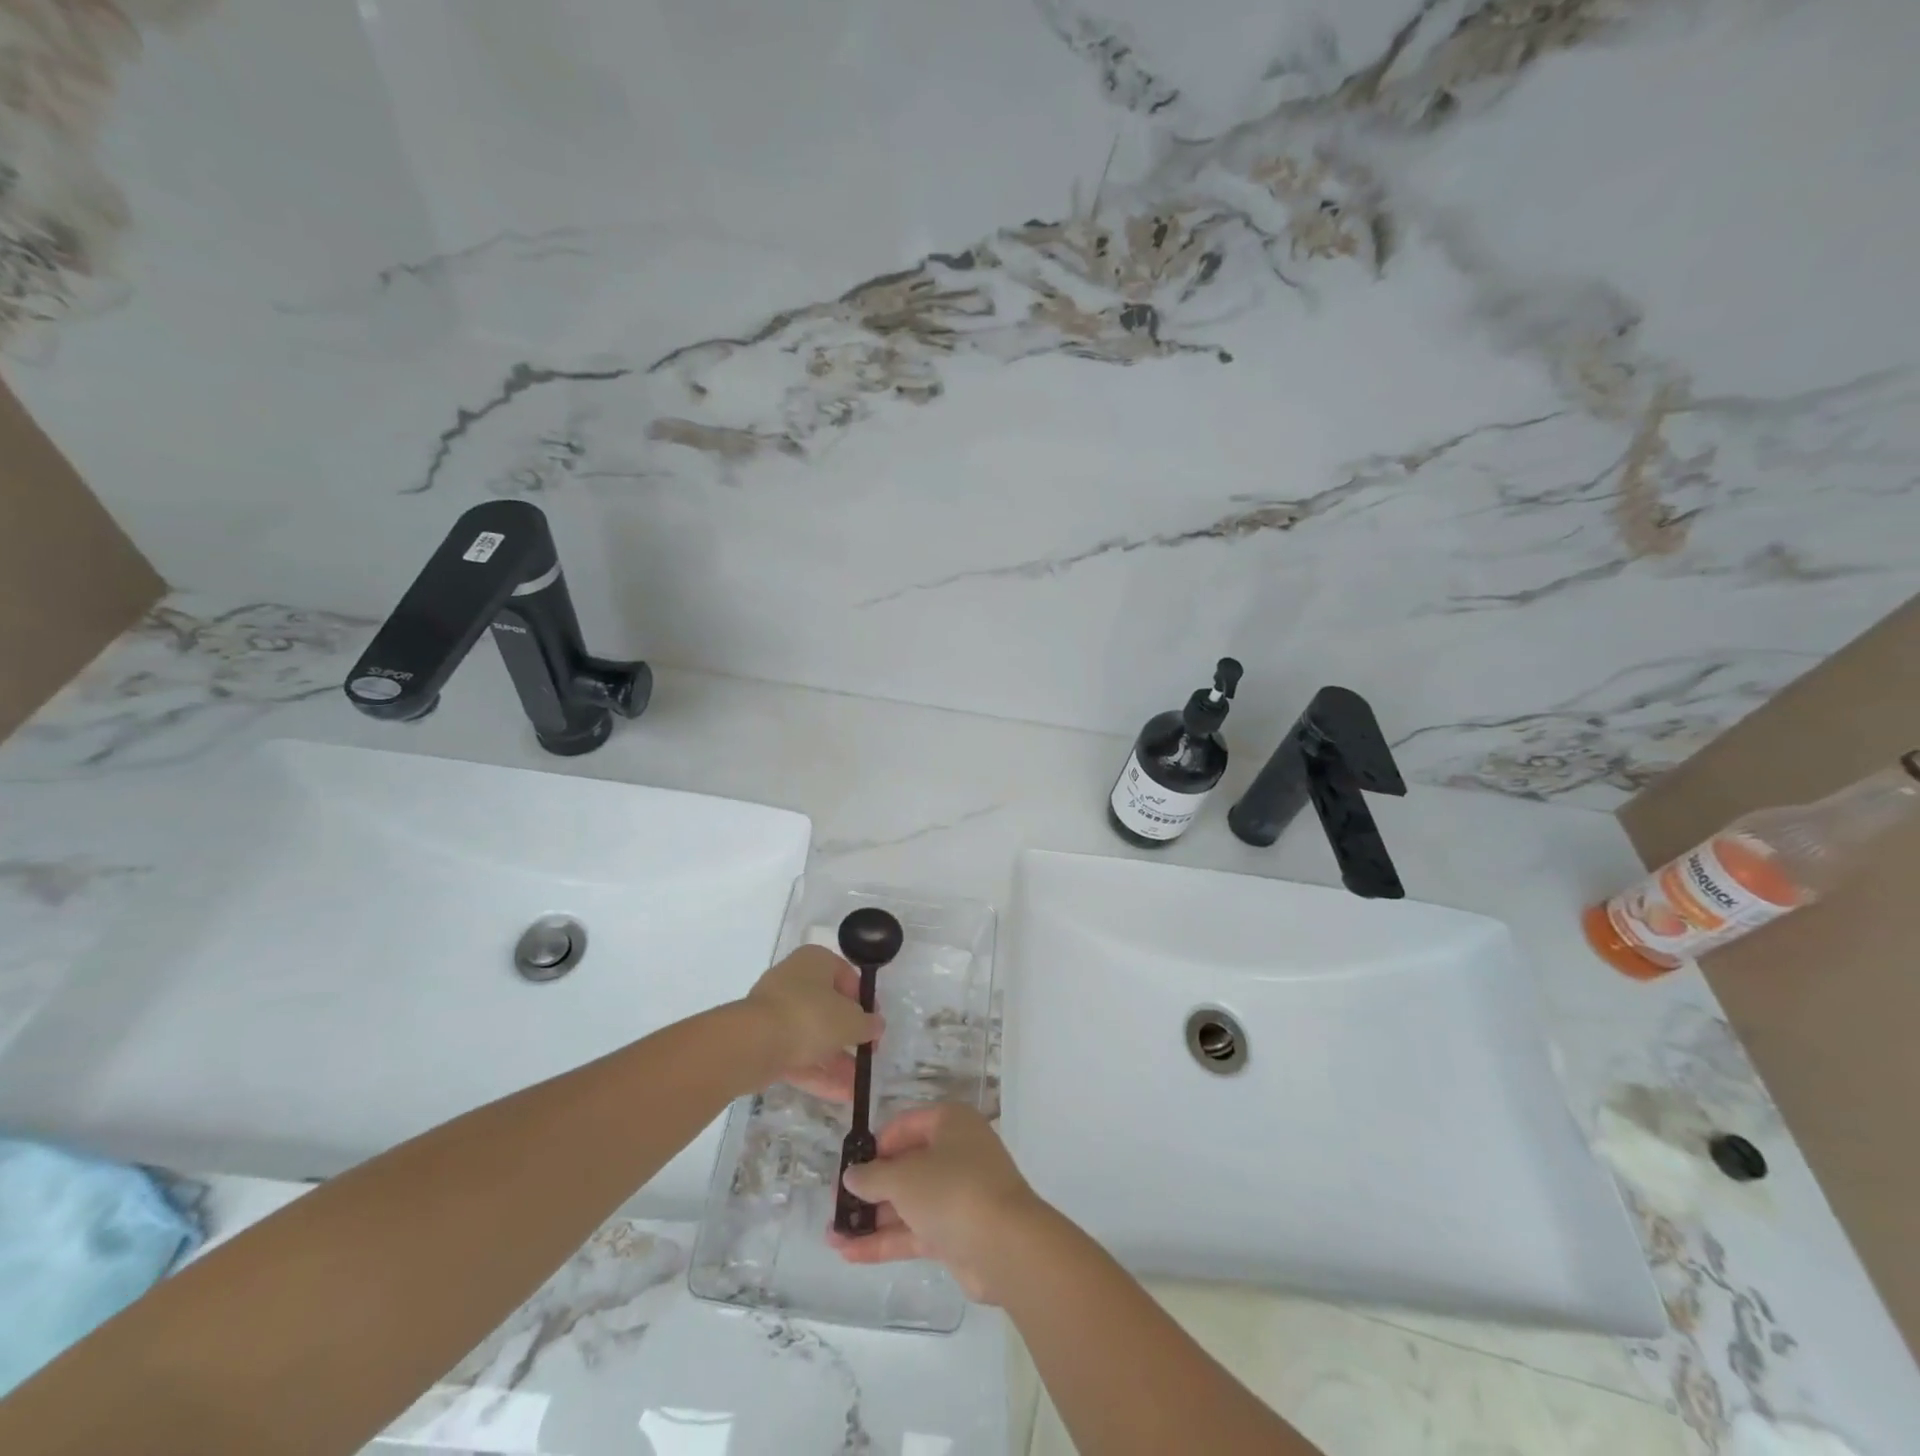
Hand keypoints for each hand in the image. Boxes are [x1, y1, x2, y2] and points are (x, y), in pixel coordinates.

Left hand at [739, 945, 882, 1100]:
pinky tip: (841, 1095)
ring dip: (836, 1060)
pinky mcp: (763, 1041)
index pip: (847, 976)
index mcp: (815, 961)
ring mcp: (775, 1011)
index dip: (865, 1001)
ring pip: (813, 1035)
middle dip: (849, 1036)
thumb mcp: (851, 1020)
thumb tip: (876, 1025)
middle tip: (867, 1054)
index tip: (875, 1025)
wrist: (753, 1043)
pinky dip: (817, 1072)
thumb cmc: (810, 1016)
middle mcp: (794, 980)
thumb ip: (867, 1024)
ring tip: (858, 1085)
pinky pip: (796, 1054)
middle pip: (829, 1008)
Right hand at [827, 1103, 1050, 1302]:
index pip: (907, 1124)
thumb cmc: (953, 1189)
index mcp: (950, 1123)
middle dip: (871, 1187)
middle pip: (907, 1165)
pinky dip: (885, 1240)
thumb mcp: (904, 1177)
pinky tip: (849, 1254)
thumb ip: (873, 1177)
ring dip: (873, 1218)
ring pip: (909, 1202)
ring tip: (832, 1234)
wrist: (1005, 1246)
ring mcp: (958, 1195)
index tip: (850, 1165)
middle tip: (837, 1204)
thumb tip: (851, 1175)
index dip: (877, 1143)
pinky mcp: (957, 1233)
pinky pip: (915, 1231)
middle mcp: (956, 1153)